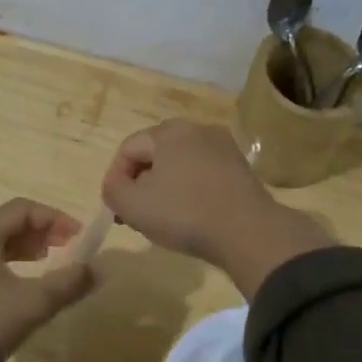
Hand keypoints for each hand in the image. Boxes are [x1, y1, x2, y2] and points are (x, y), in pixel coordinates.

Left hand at [0, 198, 97, 361]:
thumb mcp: (32, 304)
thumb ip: (67, 284)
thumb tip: (97, 270)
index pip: (23, 210)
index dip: (55, 219)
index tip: (79, 237)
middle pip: (6, 224)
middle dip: (40, 233)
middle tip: (66, 248)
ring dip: (22, 249)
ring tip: (45, 263)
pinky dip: (3, 265)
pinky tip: (14, 287)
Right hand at [102, 120, 329, 298]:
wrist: (249, 232)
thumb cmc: (184, 213)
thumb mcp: (133, 205)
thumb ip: (112, 190)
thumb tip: (115, 184)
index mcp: (168, 131)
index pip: (128, 149)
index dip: (116, 179)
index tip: (117, 208)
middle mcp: (196, 129)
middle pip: (155, 154)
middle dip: (141, 182)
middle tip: (137, 214)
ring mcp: (223, 147)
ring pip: (180, 164)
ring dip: (166, 187)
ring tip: (164, 217)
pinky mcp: (241, 168)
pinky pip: (204, 174)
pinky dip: (192, 190)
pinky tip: (193, 215)